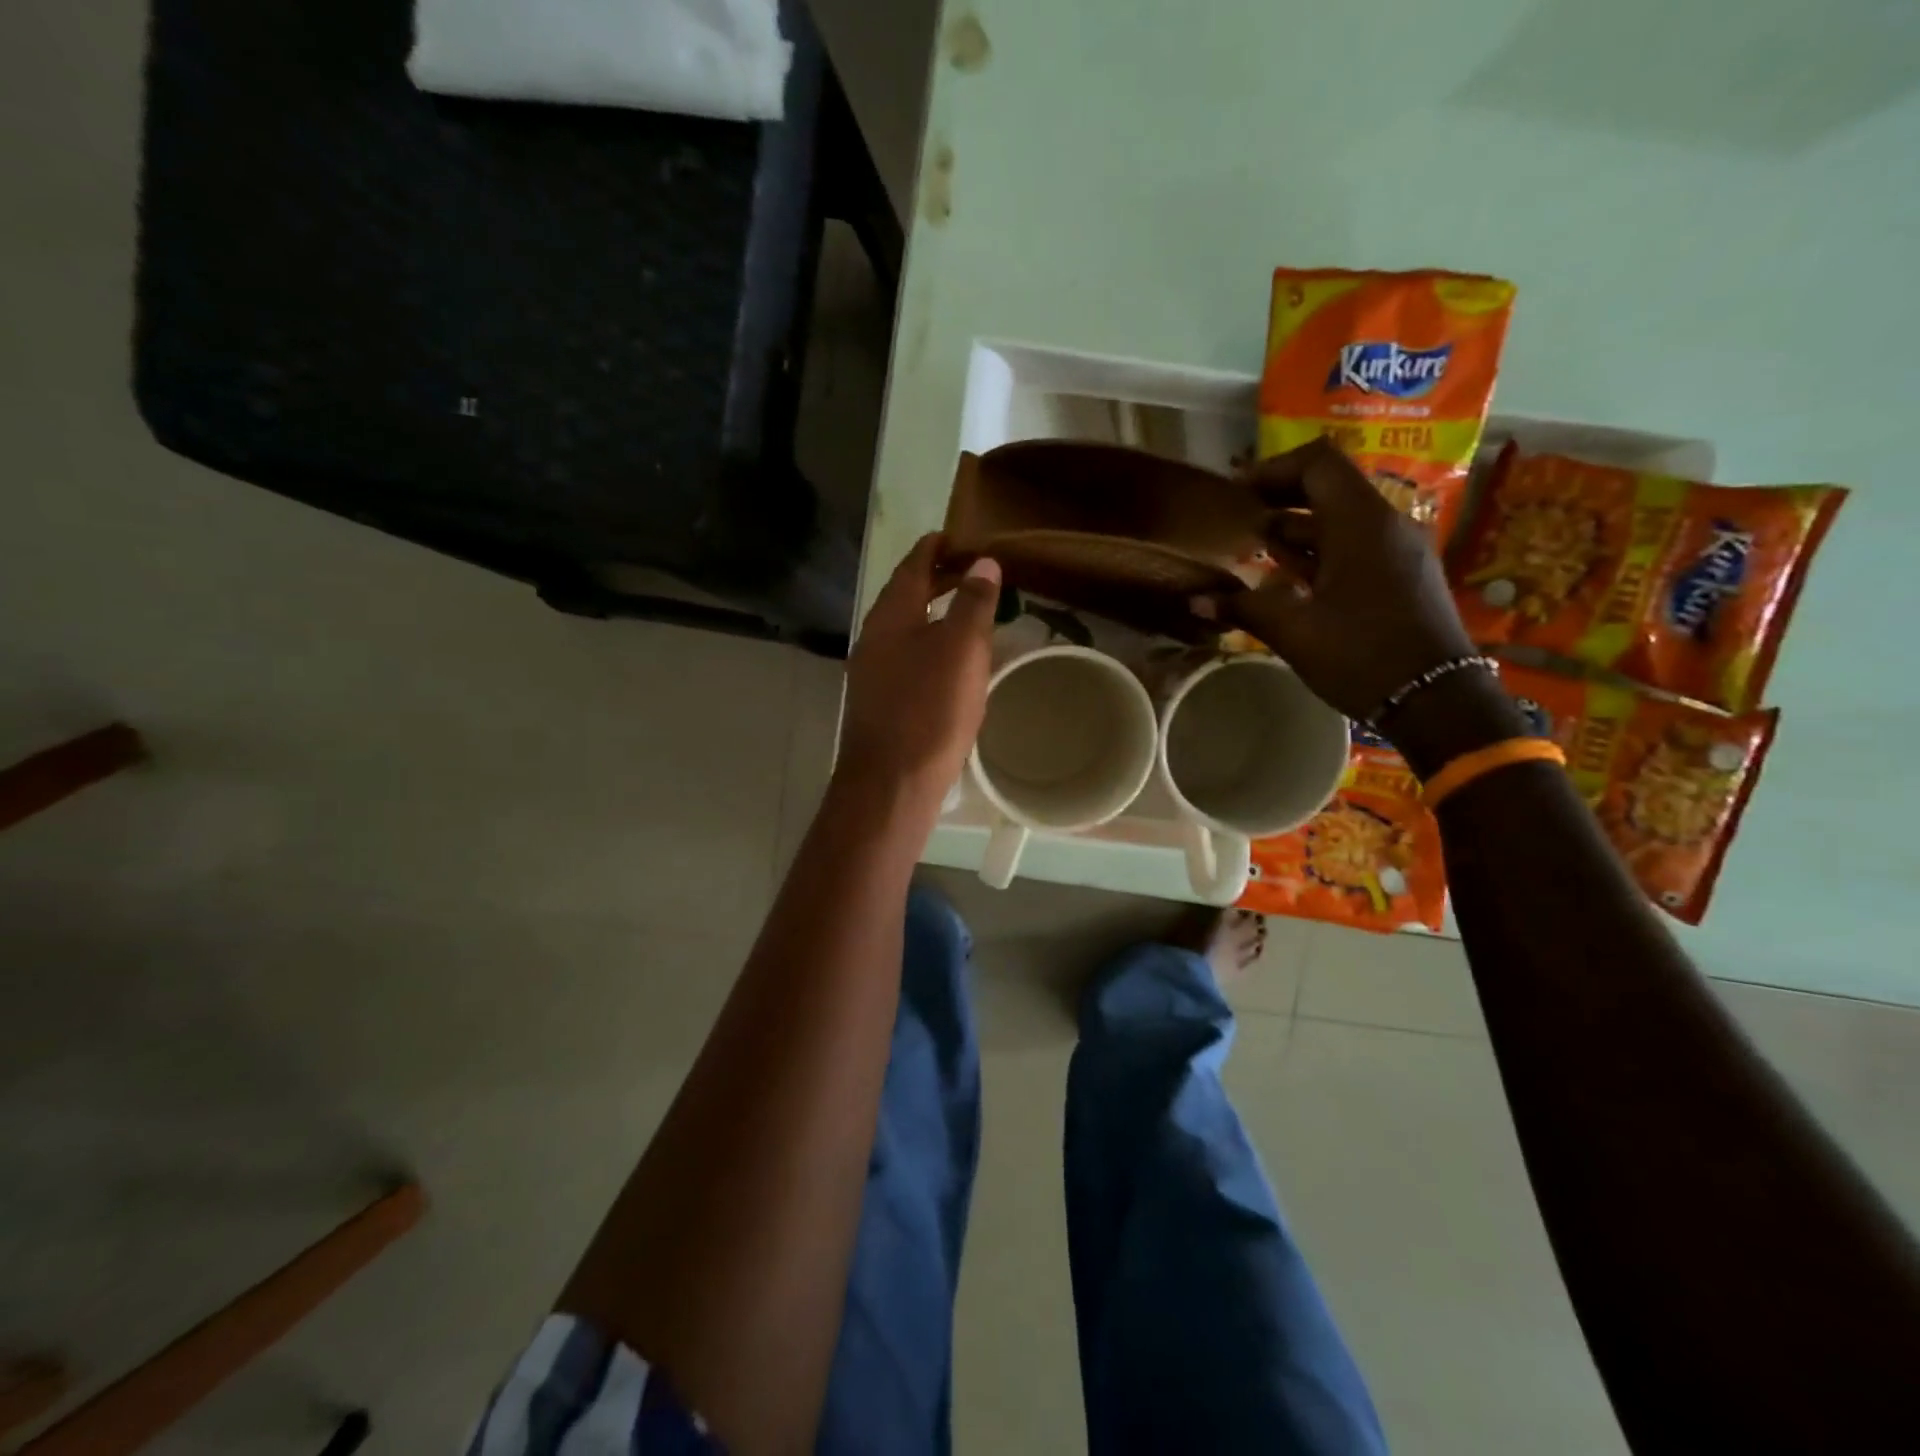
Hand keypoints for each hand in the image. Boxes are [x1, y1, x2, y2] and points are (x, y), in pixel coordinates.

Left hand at [838, 533, 1001, 806]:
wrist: (891, 782)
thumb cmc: (929, 709)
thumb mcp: (961, 648)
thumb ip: (973, 603)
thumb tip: (983, 563)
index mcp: (891, 614)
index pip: (913, 564)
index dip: (937, 546)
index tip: (962, 536)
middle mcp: (874, 636)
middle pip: (906, 595)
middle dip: (938, 579)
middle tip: (974, 572)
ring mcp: (872, 671)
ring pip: (906, 628)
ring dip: (935, 614)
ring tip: (969, 614)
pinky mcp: (879, 701)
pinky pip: (906, 658)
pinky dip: (930, 645)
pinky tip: (950, 663)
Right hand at [1193, 438, 1476, 721]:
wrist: (1436, 699)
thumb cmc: (1361, 654)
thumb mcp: (1294, 631)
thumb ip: (1244, 607)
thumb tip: (1195, 599)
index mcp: (1361, 523)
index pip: (1318, 463)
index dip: (1274, 469)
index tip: (1238, 493)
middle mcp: (1385, 525)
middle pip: (1329, 488)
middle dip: (1280, 499)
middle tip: (1239, 520)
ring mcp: (1398, 551)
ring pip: (1342, 521)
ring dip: (1297, 529)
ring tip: (1254, 549)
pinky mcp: (1402, 576)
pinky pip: (1356, 546)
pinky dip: (1319, 552)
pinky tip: (1289, 579)